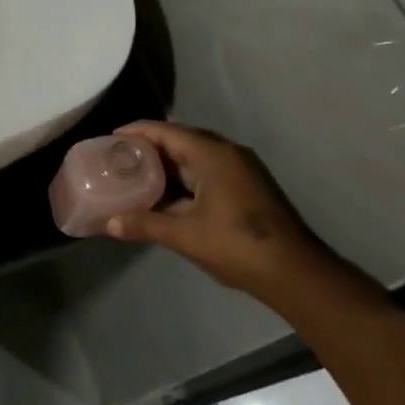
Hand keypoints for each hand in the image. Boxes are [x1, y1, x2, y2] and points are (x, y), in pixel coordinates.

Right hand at [103, 120, 339, 303]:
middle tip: (118, 159)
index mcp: (212, 154)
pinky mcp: (246, 188)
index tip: (110, 138)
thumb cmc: (237, 245)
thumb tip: (109, 223)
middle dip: (149, 149)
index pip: (166, 131)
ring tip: (135, 176)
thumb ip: (145, 224)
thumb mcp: (184, 235)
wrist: (294, 272)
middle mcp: (227, 154)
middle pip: (180, 141)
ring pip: (194, 159)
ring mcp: (240, 171)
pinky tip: (165, 197)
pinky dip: (183, 180)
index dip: (136, 132)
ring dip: (166, 167)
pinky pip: (206, 173)